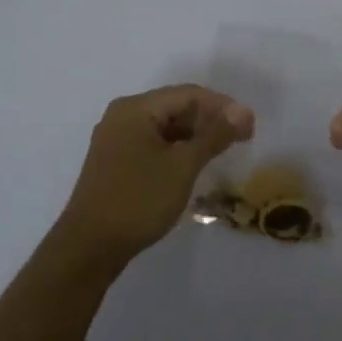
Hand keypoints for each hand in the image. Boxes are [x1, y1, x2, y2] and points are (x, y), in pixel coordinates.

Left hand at [57, 85, 253, 265]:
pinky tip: (196, 163)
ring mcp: (117, 139)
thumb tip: (242, 111)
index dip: (223, 106)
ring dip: (196, 136)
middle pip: (176, 107)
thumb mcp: (182, 166)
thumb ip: (214, 135)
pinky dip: (178, 149)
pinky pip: (154, 144)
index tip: (251, 126)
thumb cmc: (138, 200)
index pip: (188, 94)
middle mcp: (123, 116)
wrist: (90, 246)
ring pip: (166, 127)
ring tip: (224, 151)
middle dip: (210, 119)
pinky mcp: (116, 161)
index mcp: (135, 108)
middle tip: (242, 138)